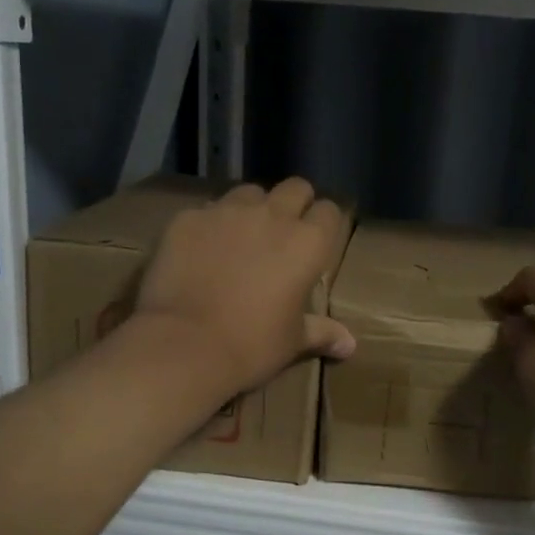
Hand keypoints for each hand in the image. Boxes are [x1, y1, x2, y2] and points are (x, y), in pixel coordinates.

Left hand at [133, 177, 353, 397]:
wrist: (184, 345)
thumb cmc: (252, 345)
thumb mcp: (292, 342)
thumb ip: (322, 332)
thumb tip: (350, 346)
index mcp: (308, 242)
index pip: (329, 211)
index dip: (324, 225)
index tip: (317, 243)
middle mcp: (272, 215)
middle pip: (294, 188)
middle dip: (294, 204)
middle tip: (283, 234)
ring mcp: (227, 211)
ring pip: (249, 192)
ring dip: (251, 209)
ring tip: (241, 237)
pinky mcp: (188, 218)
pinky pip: (207, 210)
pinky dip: (210, 225)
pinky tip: (200, 251)